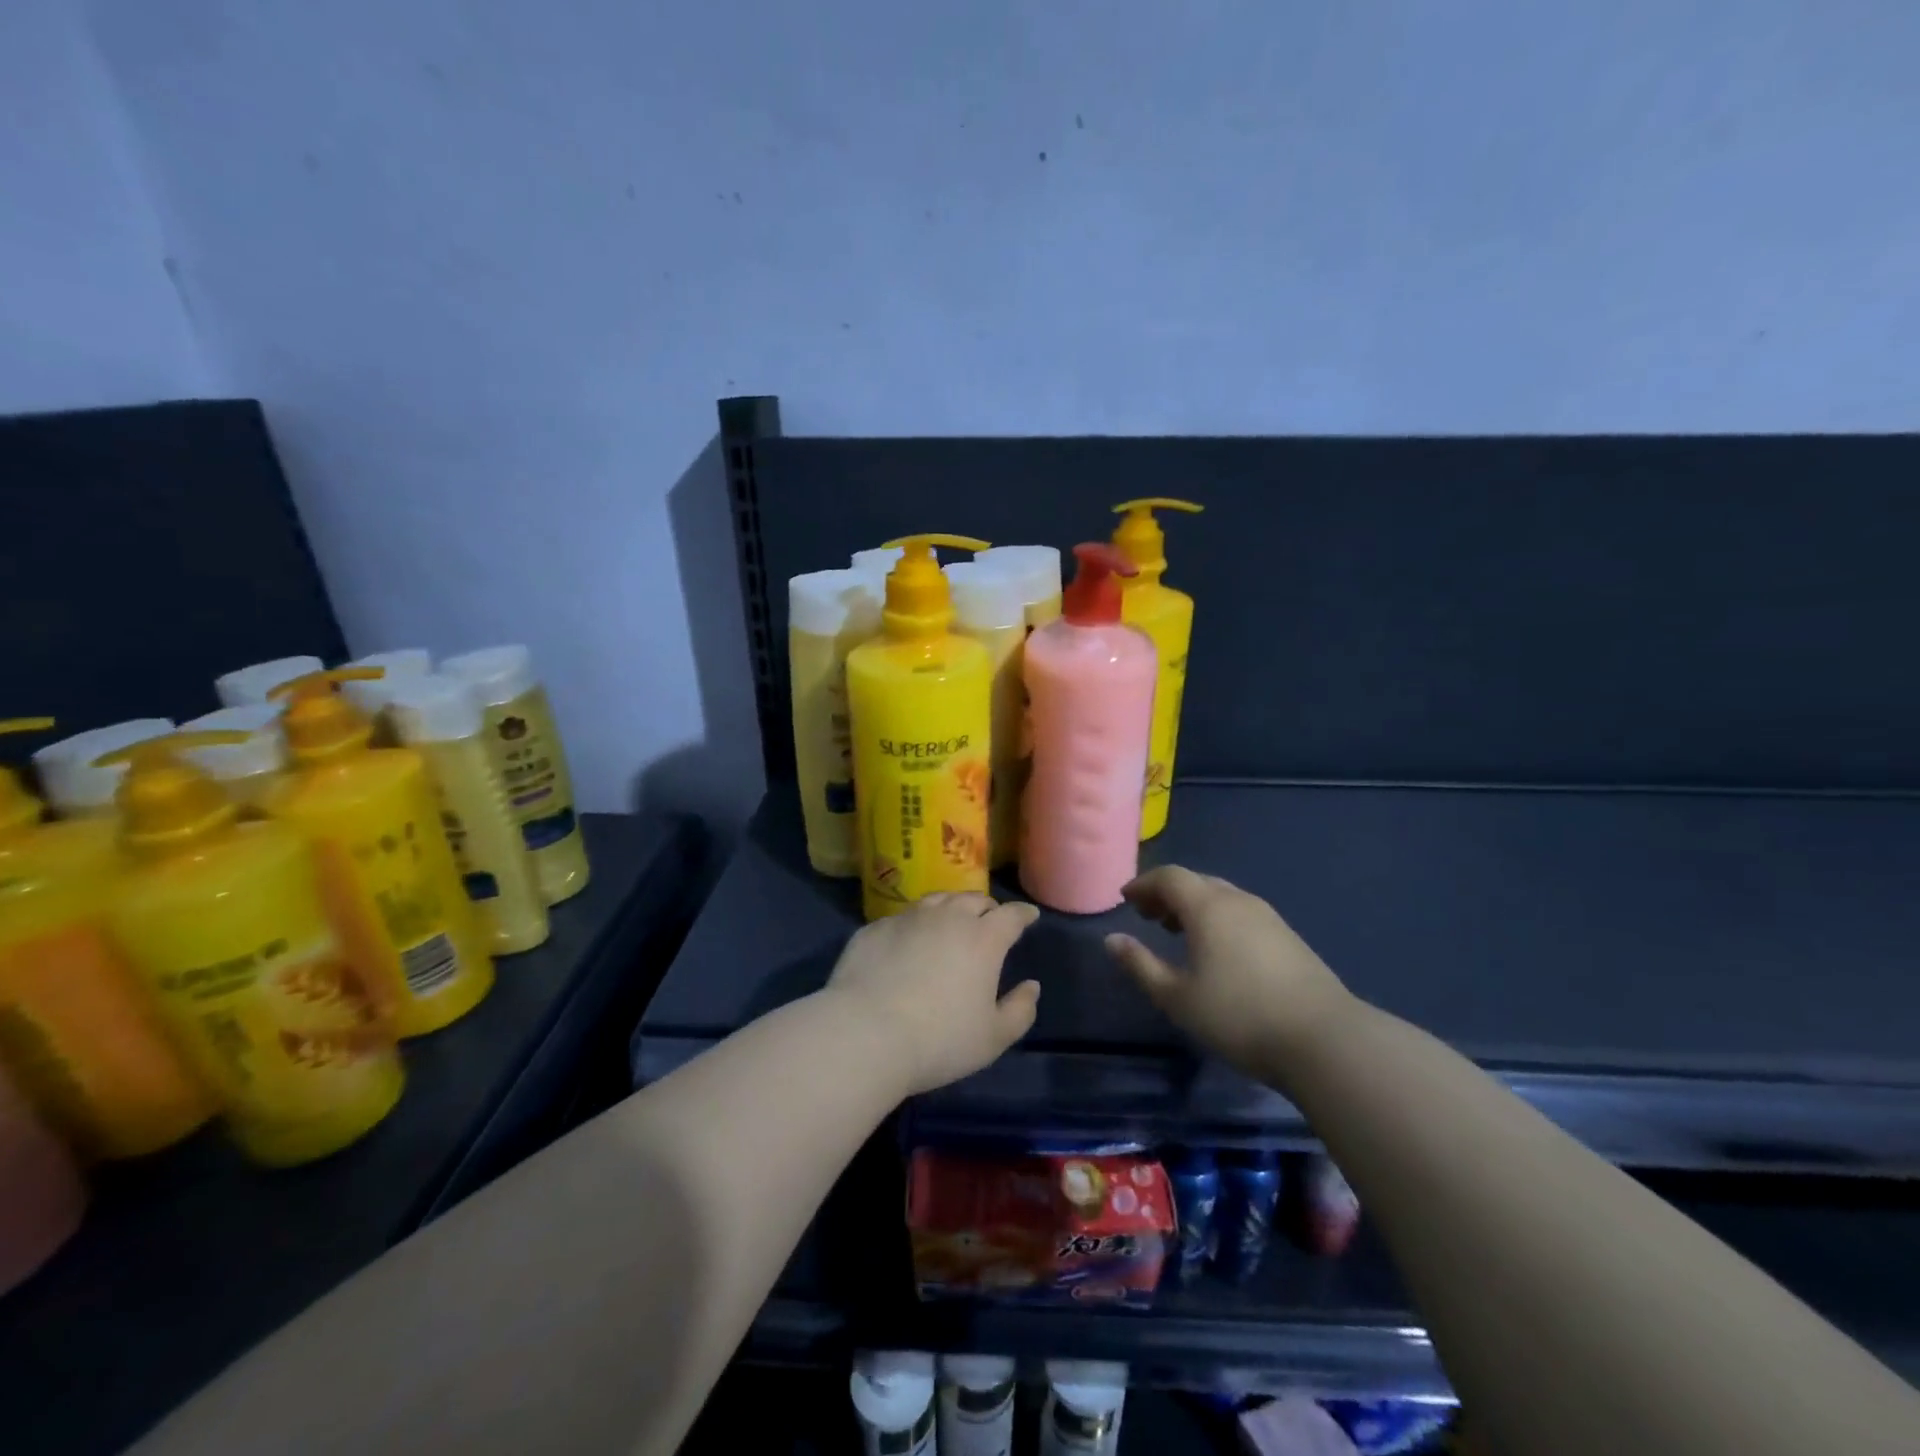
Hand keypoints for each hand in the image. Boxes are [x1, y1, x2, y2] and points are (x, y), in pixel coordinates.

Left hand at [826, 893, 1041, 1095]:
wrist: (865, 1034)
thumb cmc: (940, 1040)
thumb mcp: (993, 1038)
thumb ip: (1020, 1010)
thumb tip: (1031, 987)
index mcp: (983, 939)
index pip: (1011, 915)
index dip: (1023, 914)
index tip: (1029, 916)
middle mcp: (947, 917)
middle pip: (973, 900)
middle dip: (987, 908)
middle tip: (989, 920)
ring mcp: (907, 918)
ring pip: (936, 900)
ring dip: (950, 908)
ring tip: (950, 920)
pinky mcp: (874, 929)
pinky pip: (901, 919)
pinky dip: (913, 926)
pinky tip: (908, 942)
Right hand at [1104, 866, 1353, 1082]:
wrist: (1324, 1040)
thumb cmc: (1238, 1016)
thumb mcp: (1176, 997)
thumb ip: (1140, 965)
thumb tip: (1112, 940)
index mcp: (1207, 906)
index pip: (1169, 877)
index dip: (1143, 884)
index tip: (1126, 899)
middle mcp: (1238, 901)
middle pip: (1196, 882)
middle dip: (1167, 894)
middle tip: (1148, 916)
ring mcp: (1268, 917)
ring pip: (1221, 897)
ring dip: (1194, 906)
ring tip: (1178, 931)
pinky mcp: (1288, 937)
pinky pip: (1241, 913)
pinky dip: (1218, 918)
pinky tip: (1217, 949)